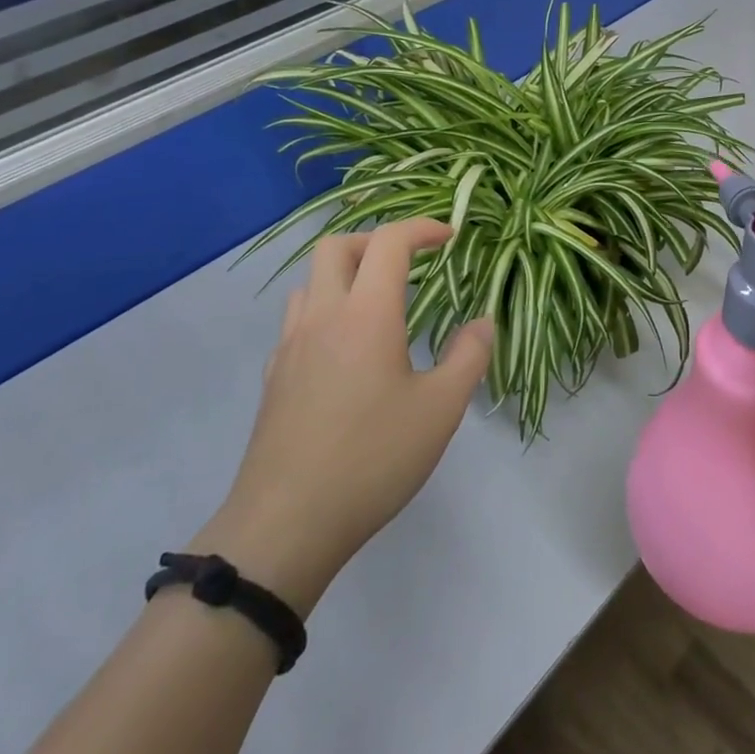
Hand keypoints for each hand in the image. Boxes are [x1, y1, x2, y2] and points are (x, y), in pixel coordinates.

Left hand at [193, 218, 494, 612]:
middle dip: (375, 241)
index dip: (421, 228)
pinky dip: (325, 313)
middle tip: (409, 263)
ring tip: (378, 303)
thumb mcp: (441, 409)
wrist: (285, 524)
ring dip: (344, 275)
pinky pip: (297, 322)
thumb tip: (482, 322)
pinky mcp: (273, 378)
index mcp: (365, 314)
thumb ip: (468, 356)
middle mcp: (322, 317)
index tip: (449, 237)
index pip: (389, 242)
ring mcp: (289, 347)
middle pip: (336, 247)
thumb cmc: (372, 458)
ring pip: (309, 282)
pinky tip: (346, 352)